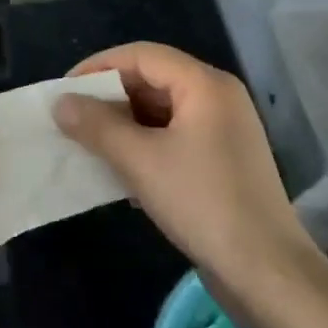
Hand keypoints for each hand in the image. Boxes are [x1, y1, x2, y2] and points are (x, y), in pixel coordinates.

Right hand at [54, 42, 313, 285]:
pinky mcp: (221, 161)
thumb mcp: (140, 161)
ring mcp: (223, 130)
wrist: (267, 272)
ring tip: (87, 143)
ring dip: (123, 124)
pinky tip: (118, 169)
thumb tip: (60, 103)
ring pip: (161, 111)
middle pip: (152, 79)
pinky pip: (173, 137)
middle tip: (71, 118)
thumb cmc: (202, 203)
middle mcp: (217, 98)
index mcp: (205, 85)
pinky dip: (143, 144)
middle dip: (109, 97)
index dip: (98, 67)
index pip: (142, 55)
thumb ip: (96, 126)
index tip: (64, 90)